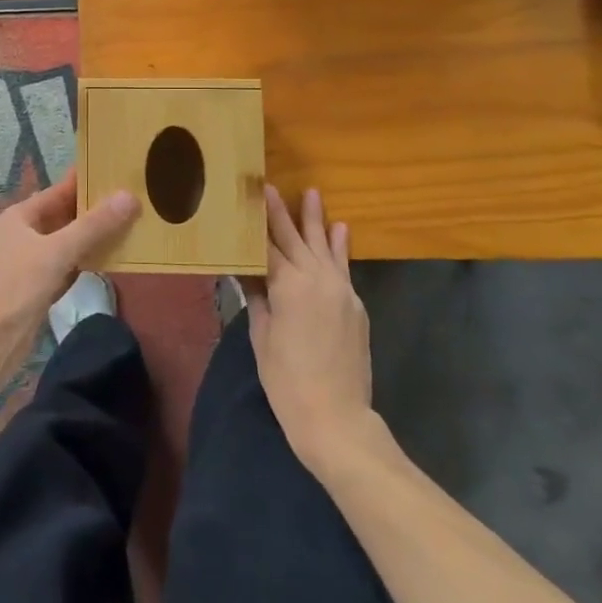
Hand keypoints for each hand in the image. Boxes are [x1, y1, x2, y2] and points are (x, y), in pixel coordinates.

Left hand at [0, 169, 138, 389]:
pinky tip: (111, 259)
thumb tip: (129, 196)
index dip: (86, 180)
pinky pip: (67, 266)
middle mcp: (23, 234)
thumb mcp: (56, 252)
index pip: (59, 190)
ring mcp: (29, 262)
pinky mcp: (37, 287)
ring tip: (131, 224)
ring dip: (94, 236)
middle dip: (95, 209)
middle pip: (64, 215)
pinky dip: (86, 261)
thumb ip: (93, 226)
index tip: (117, 169)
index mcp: (20, 217)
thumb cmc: (15, 288)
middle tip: (134, 198)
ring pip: (68, 242)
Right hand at [246, 185, 386, 473]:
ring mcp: (341, 290)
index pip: (267, 244)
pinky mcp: (355, 304)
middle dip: (283, 211)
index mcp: (288, 285)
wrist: (336, 417)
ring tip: (313, 193)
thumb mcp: (263, 336)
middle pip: (295, 238)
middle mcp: (317, 279)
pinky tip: (340, 230)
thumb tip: (245, 269)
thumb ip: (258, 297)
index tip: (250, 196)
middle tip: (271, 185)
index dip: (257, 221)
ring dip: (317, 220)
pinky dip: (340, 247)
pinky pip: (343, 267)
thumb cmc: (287, 380)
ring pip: (324, 246)